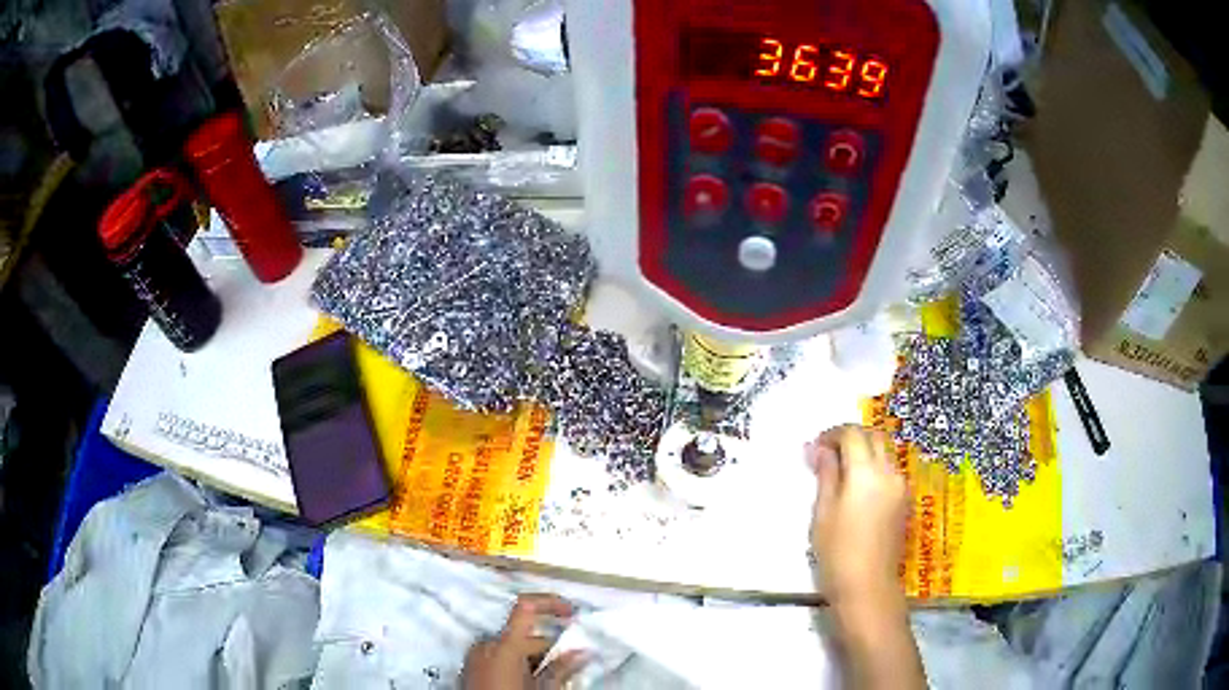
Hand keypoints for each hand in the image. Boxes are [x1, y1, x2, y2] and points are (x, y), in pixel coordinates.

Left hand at [463, 594, 588, 689]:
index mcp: (504, 645)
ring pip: (511, 648)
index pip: (526, 606)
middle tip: (569, 666)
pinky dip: (515, 665)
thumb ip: (561, 669)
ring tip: (547, 680)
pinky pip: (497, 658)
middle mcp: (486, 644)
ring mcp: (475, 656)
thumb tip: (582, 652)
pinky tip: (527, 682)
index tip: (571, 613)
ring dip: (532, 659)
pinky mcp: (470, 668)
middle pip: (522, 635)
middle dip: (548, 647)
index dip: (550, 603)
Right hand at [807, 426, 925, 689]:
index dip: (832, 434)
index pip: (852, 434)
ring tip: (841, 473)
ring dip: (864, 452)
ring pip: (884, 453)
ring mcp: (900, 486)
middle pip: (874, 437)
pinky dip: (874, 467)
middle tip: (827, 455)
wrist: (868, 586)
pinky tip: (857, 489)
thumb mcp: (823, 512)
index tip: (815, 448)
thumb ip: (825, 475)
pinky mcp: (904, 501)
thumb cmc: (837, 552)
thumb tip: (818, 448)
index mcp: (866, 472)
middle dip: (851, 438)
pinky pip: (890, 471)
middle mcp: (889, 472)